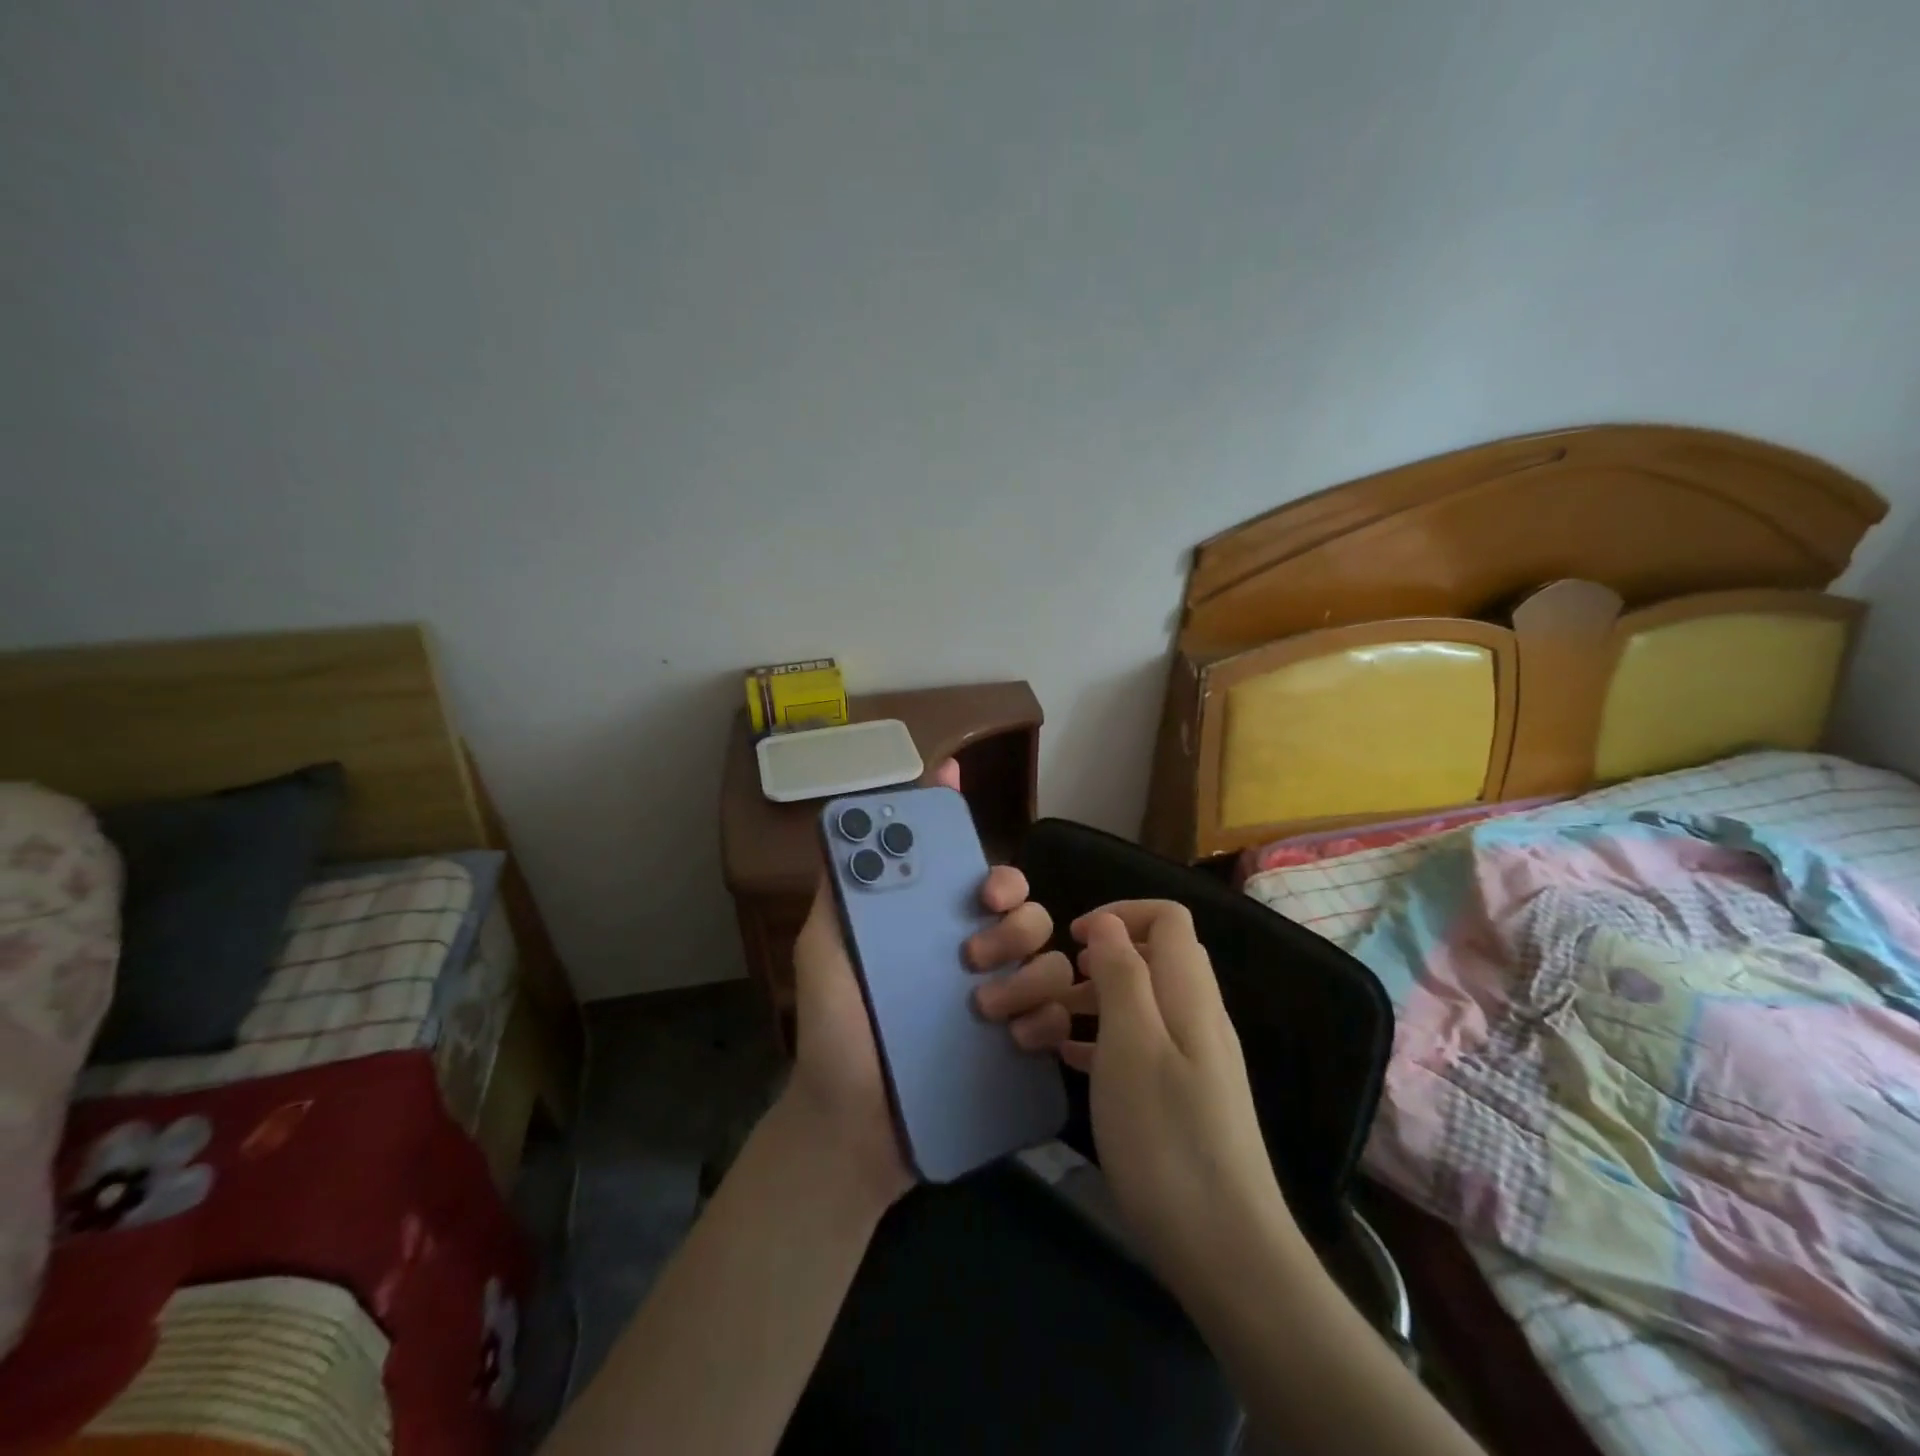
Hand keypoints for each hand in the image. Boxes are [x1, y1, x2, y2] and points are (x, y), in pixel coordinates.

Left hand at [779, 760, 1061, 1212]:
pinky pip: (1058, 1019)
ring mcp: (1004, 1003)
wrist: (848, 1127)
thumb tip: (847, 830)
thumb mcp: (824, 951)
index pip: (988, 882)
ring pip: (1053, 962)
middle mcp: (979, 957)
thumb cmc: (835, 1031)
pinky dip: (1045, 1022)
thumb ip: (839, 893)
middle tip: (972, 955)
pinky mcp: (1019, 1050)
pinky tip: (1014, 1039)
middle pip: (1031, 914)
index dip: (1000, 876)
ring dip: (1028, 976)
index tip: (985, 891)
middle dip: (1014, 926)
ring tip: (984, 1008)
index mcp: (940, 928)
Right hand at [1005, 899, 1295, 1293]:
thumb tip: (1108, 923)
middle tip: (1058, 981)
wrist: (1226, 1250)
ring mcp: (1198, 1060)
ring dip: (1099, 999)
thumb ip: (1121, 973)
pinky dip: (1106, 1038)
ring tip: (1051, 1022)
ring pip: (1145, 1002)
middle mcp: (1200, 1017)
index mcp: (1190, 994)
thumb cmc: (1166, 1137)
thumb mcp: (1131, 1044)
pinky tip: (1072, 1061)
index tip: (1072, 937)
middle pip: (1156, 956)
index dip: (1120, 912)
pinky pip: (1143, 1044)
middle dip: (1104, 955)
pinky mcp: (1188, 1098)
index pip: (1168, 918)